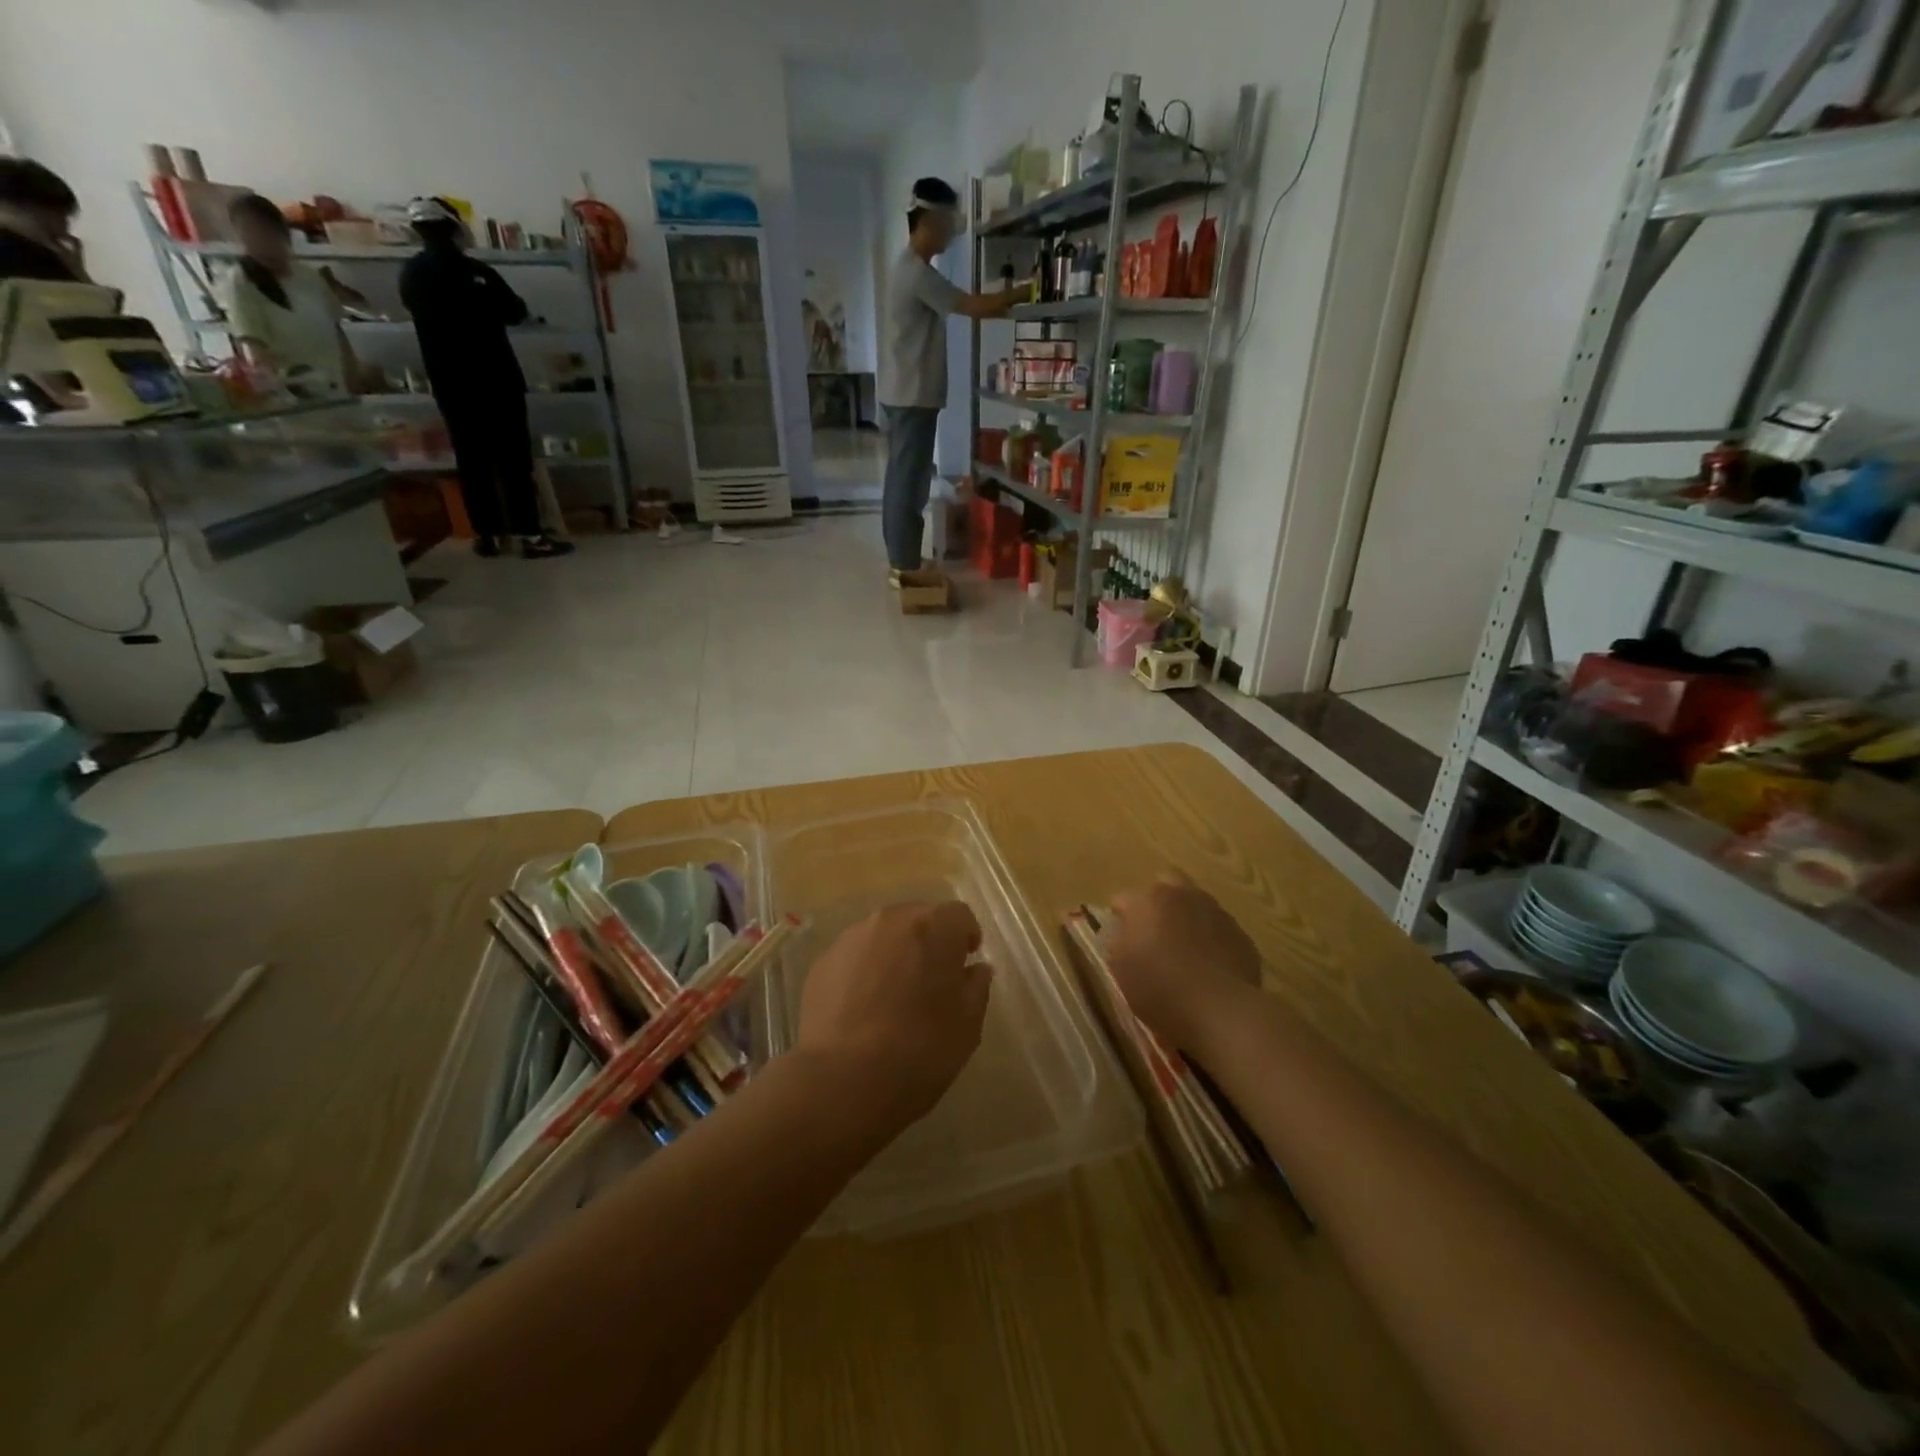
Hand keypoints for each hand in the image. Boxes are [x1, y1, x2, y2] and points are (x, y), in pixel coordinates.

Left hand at [795, 902, 991, 1129]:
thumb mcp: (967, 1025)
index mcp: (933, 927)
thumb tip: (975, 970)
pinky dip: (865, 971)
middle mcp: (891, 920)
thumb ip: (976, 987)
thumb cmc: (919, 1049)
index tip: (965, 963)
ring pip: (883, 935)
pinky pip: (855, 956)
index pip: (959, 915)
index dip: (966, 937)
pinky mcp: (823, 962)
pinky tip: (864, 1007)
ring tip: (894, 994)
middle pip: (918, 918)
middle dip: (929, 941)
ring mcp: (852, 938)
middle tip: (932, 979)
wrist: (842, 1079)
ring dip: (895, 954)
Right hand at [1106, 873, 1259, 1051]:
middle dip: (1158, 901)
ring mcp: (1216, 913)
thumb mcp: (1120, 970)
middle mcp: (1183, 897)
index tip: (1119, 936)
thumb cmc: (1159, 988)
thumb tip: (1122, 934)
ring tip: (1185, 950)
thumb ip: (1117, 943)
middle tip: (1154, 930)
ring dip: (1188, 918)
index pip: (1124, 899)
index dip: (1120, 917)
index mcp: (1148, 902)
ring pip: (1197, 904)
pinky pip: (1220, 929)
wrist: (1221, 1010)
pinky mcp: (1241, 935)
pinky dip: (1212, 940)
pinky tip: (1209, 966)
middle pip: (1167, 884)